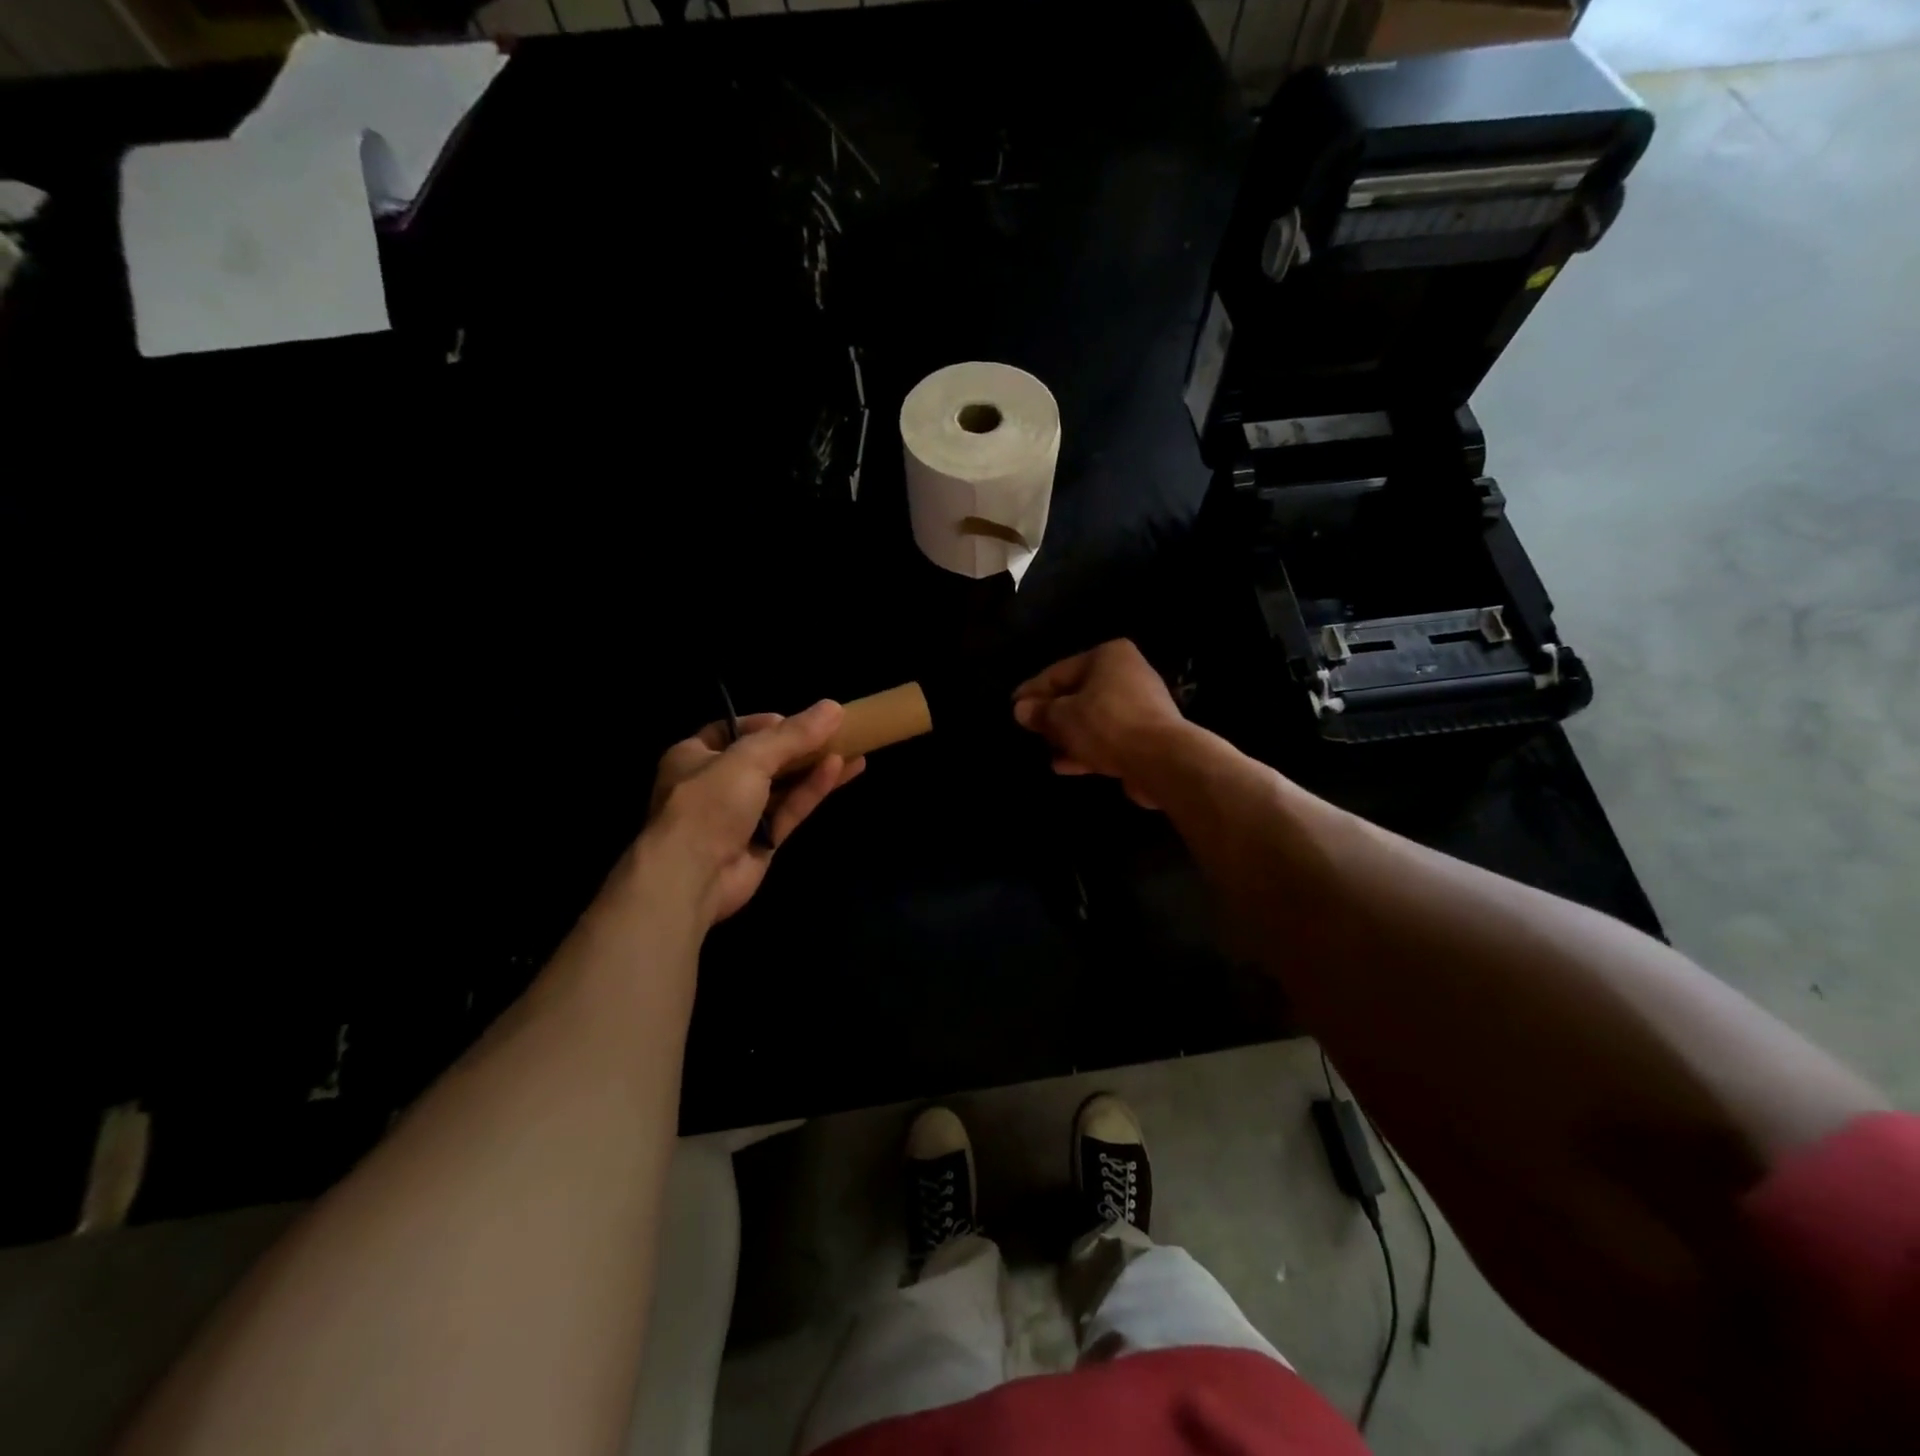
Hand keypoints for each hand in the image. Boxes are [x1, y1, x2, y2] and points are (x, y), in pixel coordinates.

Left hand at [642, 701, 865, 924]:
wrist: (693, 876)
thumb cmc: (710, 803)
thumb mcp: (750, 758)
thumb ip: (793, 734)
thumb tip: (833, 707)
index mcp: (694, 756)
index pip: (732, 730)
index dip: (765, 723)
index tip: (798, 720)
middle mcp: (715, 783)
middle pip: (764, 758)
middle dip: (799, 745)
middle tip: (835, 731)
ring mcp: (739, 815)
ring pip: (783, 785)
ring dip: (814, 766)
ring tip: (854, 748)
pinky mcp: (762, 840)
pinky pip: (790, 809)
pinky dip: (813, 790)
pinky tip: (841, 769)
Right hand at [1011, 639, 1186, 808]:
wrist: (1161, 760)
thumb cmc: (1105, 725)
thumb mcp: (1061, 717)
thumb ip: (1039, 712)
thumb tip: (1021, 710)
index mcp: (1109, 656)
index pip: (1060, 671)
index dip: (1033, 691)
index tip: (1012, 707)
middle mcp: (1128, 673)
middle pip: (1079, 694)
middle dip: (1053, 716)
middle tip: (1029, 731)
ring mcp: (1141, 706)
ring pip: (1093, 718)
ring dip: (1069, 736)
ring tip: (1045, 751)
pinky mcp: (1148, 735)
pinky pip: (1108, 738)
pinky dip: (1088, 748)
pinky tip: (1066, 765)